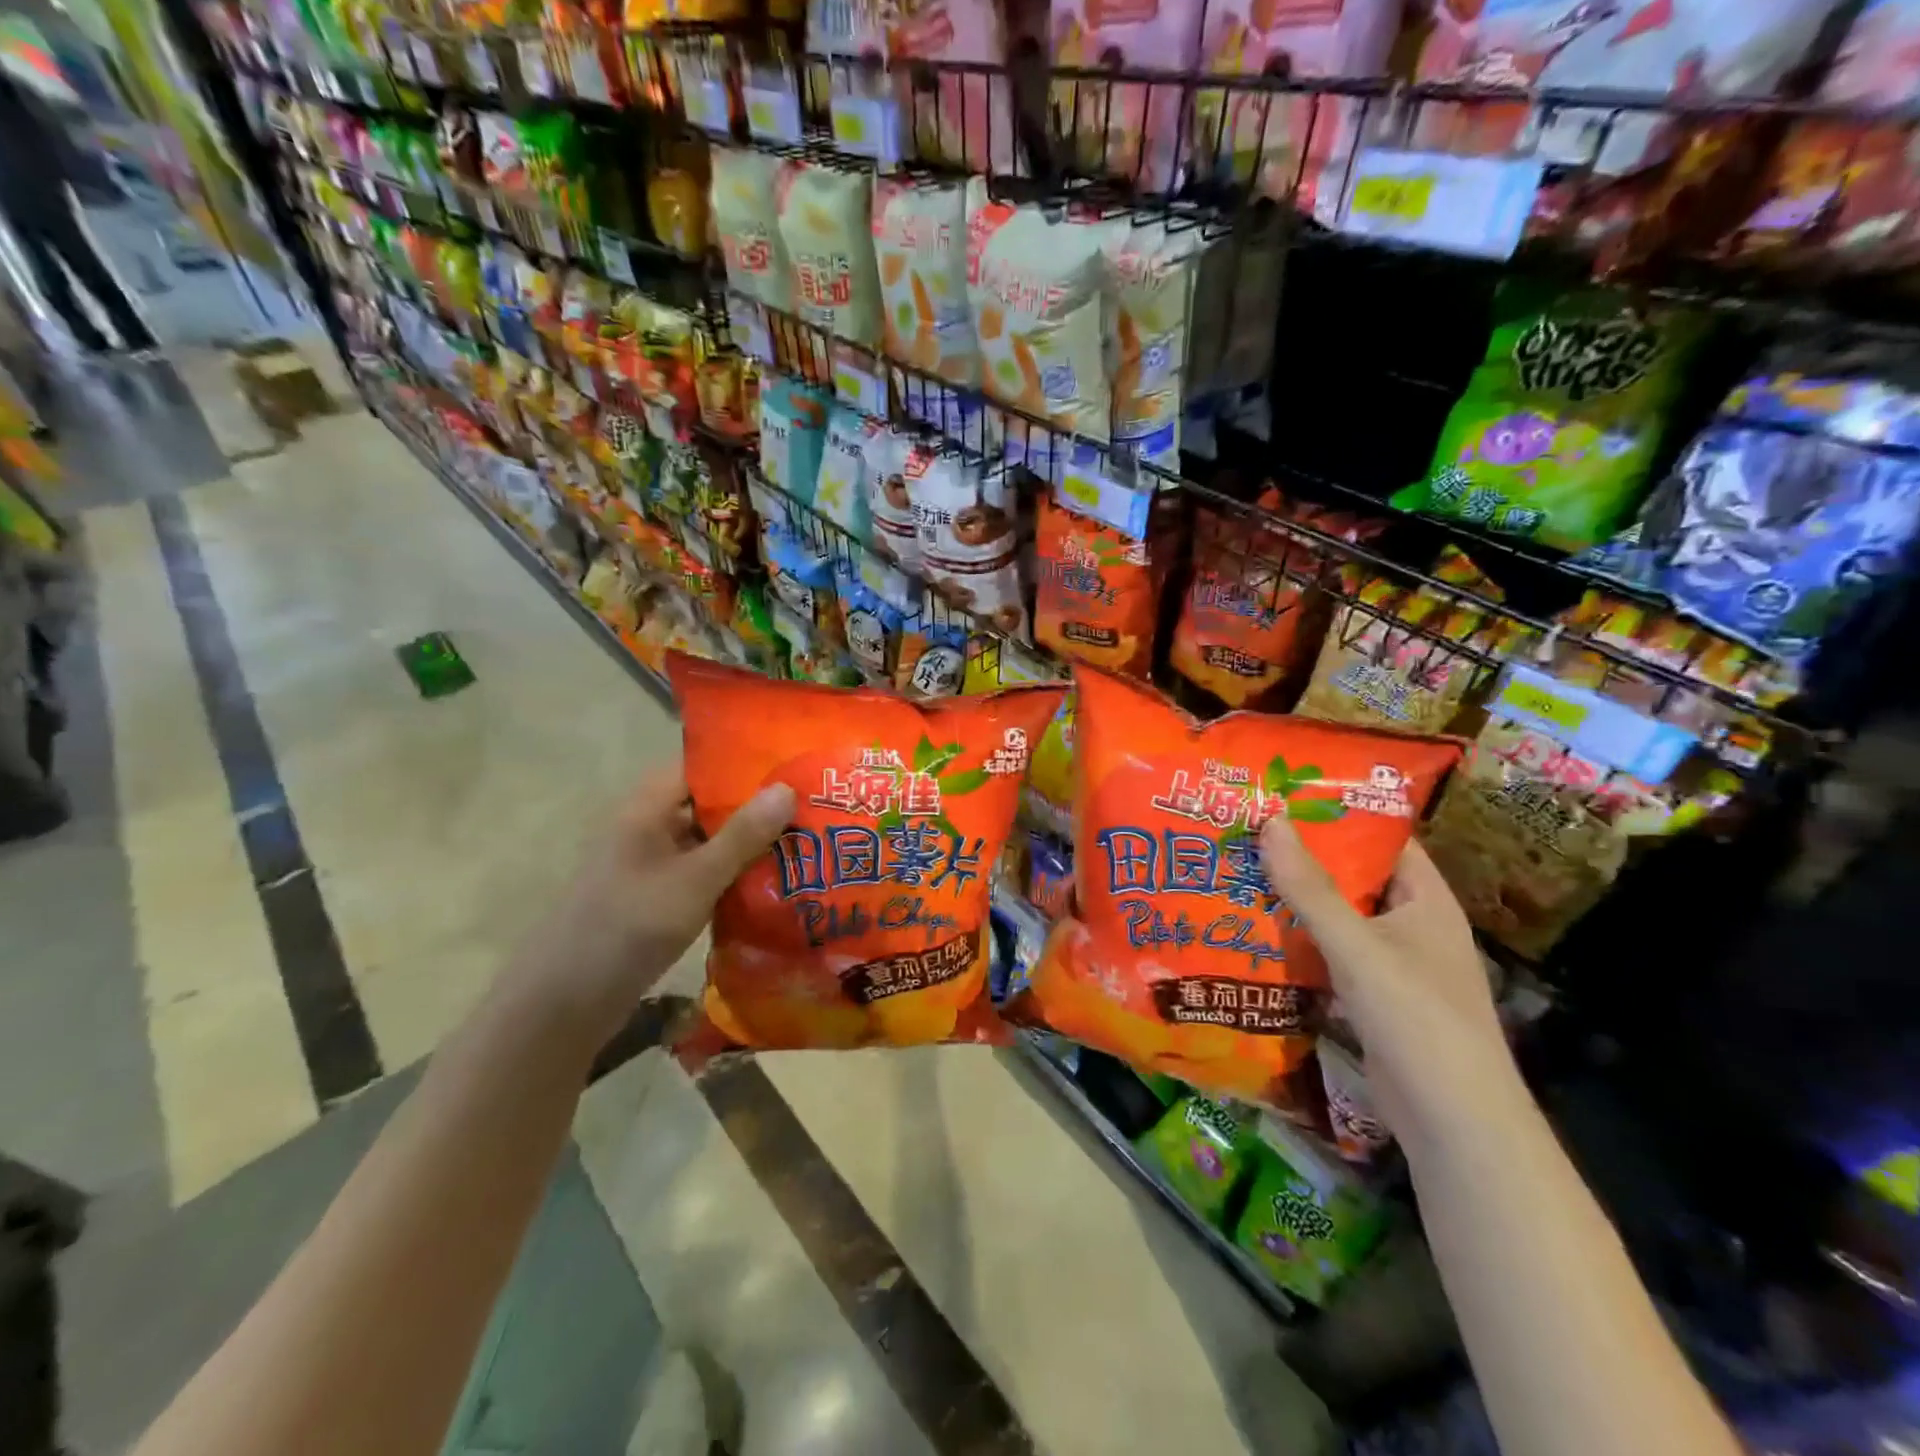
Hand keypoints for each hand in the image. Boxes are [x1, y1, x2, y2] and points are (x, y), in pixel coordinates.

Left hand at [501, 764, 794, 1044]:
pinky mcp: (658, 897)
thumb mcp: (694, 879)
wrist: (566, 1003)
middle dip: (757, 806)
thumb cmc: (629, 926)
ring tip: (806, 840)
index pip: (700, 766)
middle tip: (813, 805)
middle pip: (709, 803)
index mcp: (646, 807)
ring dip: (749, 843)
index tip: (793, 765)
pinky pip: (703, 872)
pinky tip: (775, 882)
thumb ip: (742, 835)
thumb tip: (787, 788)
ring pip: (709, 840)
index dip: (745, 763)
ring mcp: (651, 864)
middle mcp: (648, 827)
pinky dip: (734, 873)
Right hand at [1259, 817, 1510, 1132]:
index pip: (1382, 838)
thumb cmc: (1417, 1020)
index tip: (1282, 796)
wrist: (1454, 1125)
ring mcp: (1393, 965)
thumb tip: (1270, 820)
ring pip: (1337, 918)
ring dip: (1294, 901)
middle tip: (1245, 832)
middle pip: (1352, 877)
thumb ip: (1309, 888)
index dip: (1337, 814)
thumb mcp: (1358, 947)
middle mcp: (1411, 925)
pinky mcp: (1372, 999)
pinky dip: (1298, 943)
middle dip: (1302, 857)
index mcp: (1424, 900)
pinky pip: (1330, 956)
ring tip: (1237, 872)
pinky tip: (1254, 933)